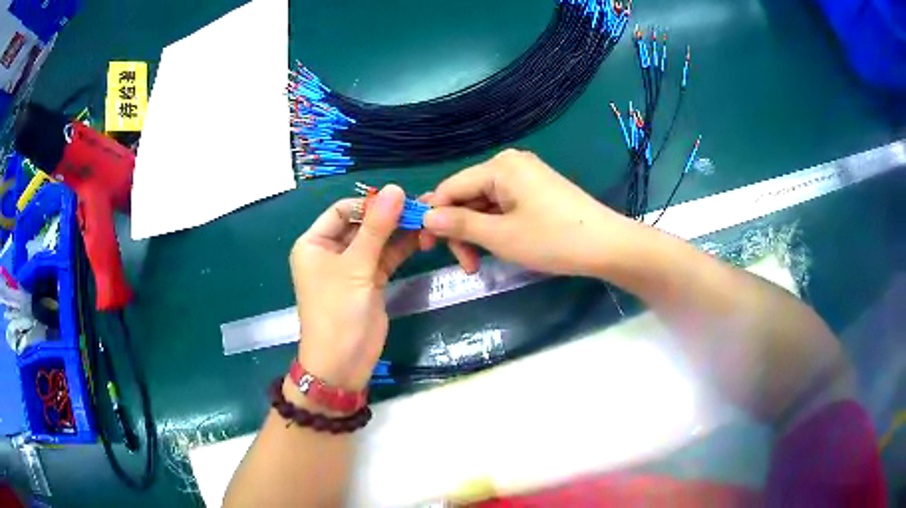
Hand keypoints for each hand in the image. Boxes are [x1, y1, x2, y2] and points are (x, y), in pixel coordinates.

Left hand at [289, 186, 415, 390]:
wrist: (343, 362)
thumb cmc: (338, 311)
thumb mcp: (356, 266)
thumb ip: (377, 227)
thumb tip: (396, 188)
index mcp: (314, 243)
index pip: (342, 210)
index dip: (369, 203)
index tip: (400, 198)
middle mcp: (331, 251)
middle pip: (363, 224)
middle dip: (390, 216)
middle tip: (423, 208)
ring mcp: (352, 266)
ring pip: (378, 240)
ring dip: (400, 231)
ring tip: (429, 220)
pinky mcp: (370, 280)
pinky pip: (386, 256)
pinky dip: (403, 248)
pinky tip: (424, 238)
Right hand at [422, 149, 632, 276]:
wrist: (607, 245)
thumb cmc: (553, 239)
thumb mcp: (501, 236)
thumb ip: (459, 224)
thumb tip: (425, 217)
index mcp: (499, 167)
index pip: (450, 188)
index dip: (434, 217)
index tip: (426, 247)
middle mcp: (509, 164)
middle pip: (467, 196)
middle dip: (459, 230)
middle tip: (464, 264)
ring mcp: (525, 177)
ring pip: (484, 204)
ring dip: (477, 233)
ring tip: (479, 264)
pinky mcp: (536, 191)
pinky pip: (503, 206)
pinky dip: (495, 228)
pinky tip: (497, 248)